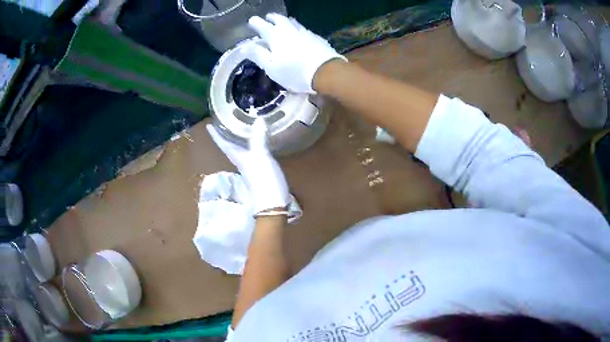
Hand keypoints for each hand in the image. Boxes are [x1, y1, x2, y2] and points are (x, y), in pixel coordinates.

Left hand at [206, 118, 288, 213]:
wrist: (272, 203)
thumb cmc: (264, 179)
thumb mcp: (261, 156)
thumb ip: (258, 139)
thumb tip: (257, 119)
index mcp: (238, 158)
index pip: (224, 144)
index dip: (216, 135)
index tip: (208, 126)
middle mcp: (241, 162)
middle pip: (230, 147)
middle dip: (226, 136)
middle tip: (224, 124)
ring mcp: (250, 168)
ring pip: (240, 151)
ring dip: (238, 141)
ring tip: (239, 130)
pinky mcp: (259, 172)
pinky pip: (251, 155)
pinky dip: (251, 146)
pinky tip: (257, 144)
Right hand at [244, 13, 346, 93]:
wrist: (326, 72)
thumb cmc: (294, 71)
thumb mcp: (271, 66)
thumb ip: (257, 55)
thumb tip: (243, 46)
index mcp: (275, 35)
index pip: (262, 25)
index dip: (255, 23)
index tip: (251, 21)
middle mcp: (289, 29)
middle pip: (279, 19)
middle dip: (271, 18)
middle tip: (268, 17)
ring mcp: (305, 32)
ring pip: (293, 22)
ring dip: (285, 21)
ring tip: (282, 22)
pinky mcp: (317, 38)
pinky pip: (303, 29)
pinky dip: (297, 28)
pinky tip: (299, 33)